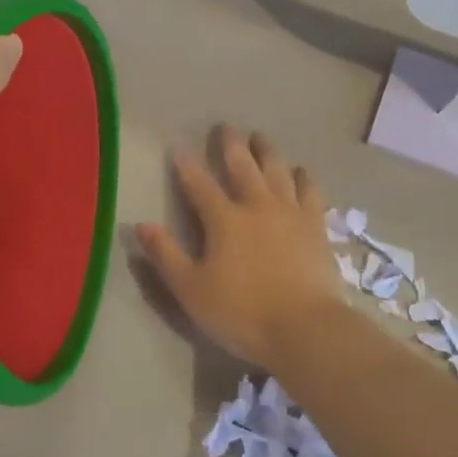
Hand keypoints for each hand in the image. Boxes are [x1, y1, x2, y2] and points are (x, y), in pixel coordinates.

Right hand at [137, 126, 345, 368]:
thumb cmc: (241, 313)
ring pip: (278, 171)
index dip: (186, 164)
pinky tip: (302, 171)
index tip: (178, 146)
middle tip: (225, 127)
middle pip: (242, 166)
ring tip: (260, 138)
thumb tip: (140, 224)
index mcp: (223, 219)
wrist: (305, 329)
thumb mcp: (191, 290)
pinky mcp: (316, 227)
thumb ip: (166, 255)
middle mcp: (257, 206)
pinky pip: (311, 192)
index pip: (199, 183)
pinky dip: (304, 178)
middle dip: (230, 145)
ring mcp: (291, 213)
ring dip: (267, 151)